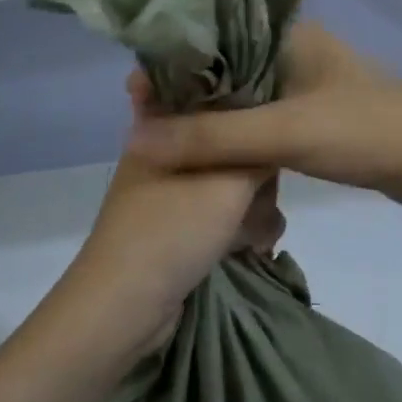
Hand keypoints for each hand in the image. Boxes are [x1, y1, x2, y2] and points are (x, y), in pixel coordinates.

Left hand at [58, 80, 283, 355]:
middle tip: (268, 189)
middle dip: (255, 170)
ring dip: (251, 205)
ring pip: (227, 181)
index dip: (246, 101)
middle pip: (227, 142)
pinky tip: (254, 246)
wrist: (123, 308)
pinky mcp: (177, 226)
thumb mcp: (230, 183)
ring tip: (262, 230)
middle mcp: (164, 152)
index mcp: (163, 126)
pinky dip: (238, 227)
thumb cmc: (173, 231)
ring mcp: (169, 192)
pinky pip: (218, 212)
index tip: (278, 116)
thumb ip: (259, 151)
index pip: (210, 92)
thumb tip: (276, 135)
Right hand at [128, 23, 401, 207]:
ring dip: (211, 116)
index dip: (172, 60)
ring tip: (164, 138)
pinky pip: (262, 119)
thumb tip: (136, 140)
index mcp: (285, 33)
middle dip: (187, 93)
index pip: (212, 34)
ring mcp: (304, 83)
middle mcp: (291, 50)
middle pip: (223, 67)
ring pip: (242, 96)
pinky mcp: (314, 116)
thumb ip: (212, 138)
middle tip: (140, 121)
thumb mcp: (283, 133)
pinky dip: (236, 134)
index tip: (134, 91)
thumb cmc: (363, 131)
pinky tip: (210, 154)